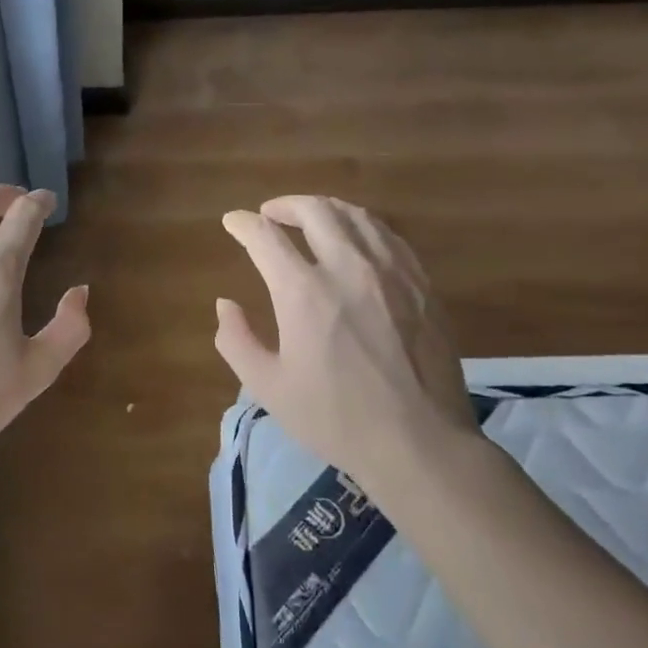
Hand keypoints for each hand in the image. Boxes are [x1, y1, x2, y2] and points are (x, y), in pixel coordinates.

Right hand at [215, 195, 479, 512]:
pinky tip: (355, 239)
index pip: (265, 237)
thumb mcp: (268, 388)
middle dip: (285, 205)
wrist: (420, 442)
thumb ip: (236, 340)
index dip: (243, 224)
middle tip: (270, 214)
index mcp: (304, 292)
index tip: (232, 222)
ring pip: (355, 215)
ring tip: (310, 218)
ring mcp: (391, 271)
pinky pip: (387, 235)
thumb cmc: (336, 418)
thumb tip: (225, 304)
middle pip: (315, 211)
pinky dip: (361, 226)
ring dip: (324, 209)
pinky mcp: (421, 283)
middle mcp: (348, 267)